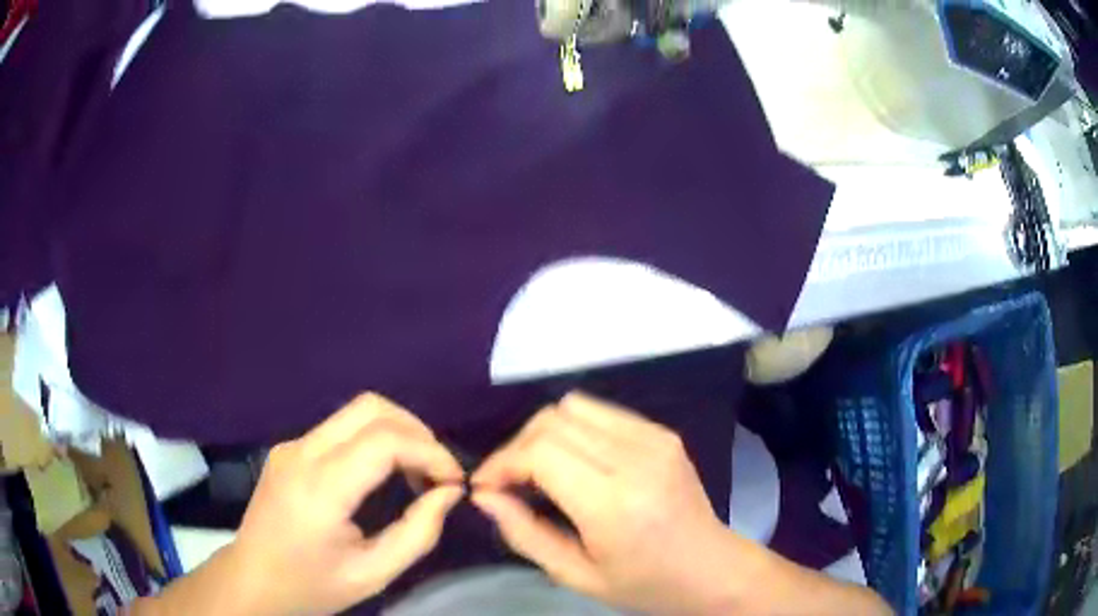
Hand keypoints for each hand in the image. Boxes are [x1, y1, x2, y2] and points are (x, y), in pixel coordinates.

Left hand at [137, 393, 463, 615]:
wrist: (252, 581)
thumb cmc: (311, 586)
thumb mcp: (372, 575)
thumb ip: (417, 534)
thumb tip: (449, 493)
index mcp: (320, 489)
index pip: (384, 440)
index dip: (430, 452)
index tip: (453, 481)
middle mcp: (301, 453)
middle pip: (370, 408)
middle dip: (416, 431)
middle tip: (437, 471)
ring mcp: (291, 446)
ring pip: (355, 412)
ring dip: (395, 432)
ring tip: (416, 473)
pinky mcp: (288, 450)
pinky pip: (340, 429)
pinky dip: (373, 440)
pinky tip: (382, 474)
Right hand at [470, 393, 737, 614]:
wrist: (713, 569)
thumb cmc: (645, 585)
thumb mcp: (577, 576)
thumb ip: (525, 534)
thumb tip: (484, 495)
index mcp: (614, 504)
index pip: (540, 452)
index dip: (501, 463)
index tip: (485, 487)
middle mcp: (636, 459)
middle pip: (553, 420)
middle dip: (517, 447)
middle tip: (507, 482)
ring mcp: (655, 439)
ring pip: (574, 406)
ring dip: (544, 434)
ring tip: (539, 471)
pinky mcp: (663, 432)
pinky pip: (602, 412)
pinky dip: (575, 430)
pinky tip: (576, 463)